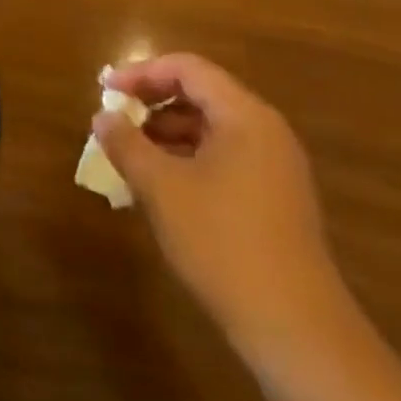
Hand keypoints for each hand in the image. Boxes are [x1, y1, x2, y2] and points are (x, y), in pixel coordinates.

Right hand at [95, 54, 349, 367]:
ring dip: (168, 134)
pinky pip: (226, 159)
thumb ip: (126, 144)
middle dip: (154, 102)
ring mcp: (277, 169)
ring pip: (213, 130)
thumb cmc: (223, 243)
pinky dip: (190, 159)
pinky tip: (163, 188)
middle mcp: (266, 132)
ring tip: (132, 155)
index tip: (106, 88)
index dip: (142, 73)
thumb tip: (103, 116)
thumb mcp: (161, 188)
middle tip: (116, 118)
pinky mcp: (278, 202)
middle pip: (202, 95)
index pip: (188, 69)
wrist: (296, 332)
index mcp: (245, 116)